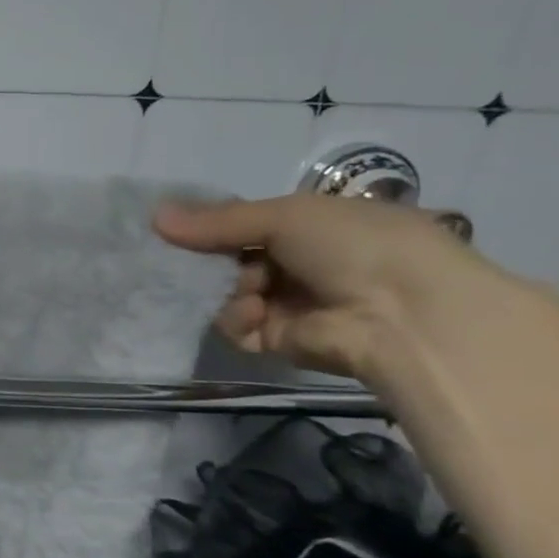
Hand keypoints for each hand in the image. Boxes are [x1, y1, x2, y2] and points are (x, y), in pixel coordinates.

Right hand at [153, 194, 491, 379]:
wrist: (405, 315)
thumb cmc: (354, 246)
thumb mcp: (285, 216)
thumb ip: (217, 221)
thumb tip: (153, 216)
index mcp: (315, 226)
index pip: (249, 222)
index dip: (214, 223)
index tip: (179, 224)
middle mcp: (302, 263)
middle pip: (232, 258)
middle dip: (210, 258)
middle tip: (189, 256)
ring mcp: (291, 303)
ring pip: (229, 292)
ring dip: (229, 288)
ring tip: (247, 288)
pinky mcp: (280, 341)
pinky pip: (237, 327)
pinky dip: (236, 319)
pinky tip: (253, 312)